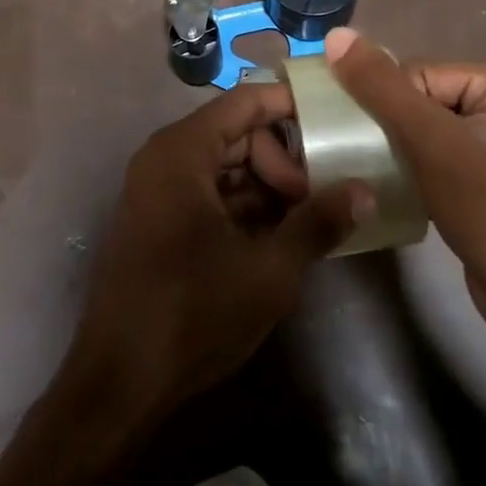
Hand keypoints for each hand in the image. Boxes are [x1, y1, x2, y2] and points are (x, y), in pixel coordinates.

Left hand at [60, 84, 361, 423]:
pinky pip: (209, 194)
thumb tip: (365, 191)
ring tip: (309, 219)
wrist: (120, 382)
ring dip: (268, 187)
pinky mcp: (159, 222)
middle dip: (284, 159)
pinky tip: (280, 237)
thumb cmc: (194, 312)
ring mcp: (158, 192)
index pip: (245, 102)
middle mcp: (164, 159)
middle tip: (322, 195)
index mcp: (182, 151)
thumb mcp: (269, 270)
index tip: (335, 120)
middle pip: (237, 134)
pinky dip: (245, 207)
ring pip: (226, 167)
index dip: (291, 105)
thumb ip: (318, 223)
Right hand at [322, 28, 485, 334]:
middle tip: (360, 159)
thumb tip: (335, 35)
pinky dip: (405, 169)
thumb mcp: (434, 145)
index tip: (357, 142)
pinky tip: (390, 189)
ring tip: (371, 175)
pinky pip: (430, 157)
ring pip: (419, 131)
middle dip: (384, 129)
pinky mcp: (481, 177)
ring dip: (390, 150)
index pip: (414, 75)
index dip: (382, 107)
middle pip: (415, 100)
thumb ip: (383, 89)